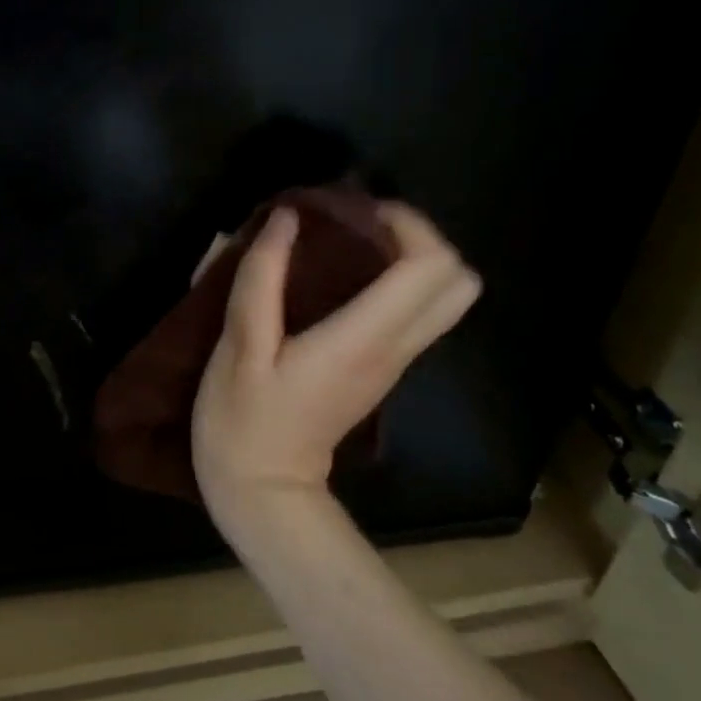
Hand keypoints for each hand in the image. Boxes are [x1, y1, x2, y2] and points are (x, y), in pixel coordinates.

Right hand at [192, 201, 479, 522]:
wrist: (262, 491)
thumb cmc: (244, 419)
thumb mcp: (241, 346)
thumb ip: (262, 278)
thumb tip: (286, 218)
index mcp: (364, 339)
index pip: (431, 267)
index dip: (407, 224)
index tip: (356, 209)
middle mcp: (395, 349)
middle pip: (459, 283)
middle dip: (422, 239)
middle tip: (363, 225)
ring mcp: (393, 363)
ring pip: (444, 299)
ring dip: (411, 259)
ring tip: (351, 244)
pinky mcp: (380, 370)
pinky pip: (416, 313)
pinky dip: (397, 283)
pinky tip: (342, 277)